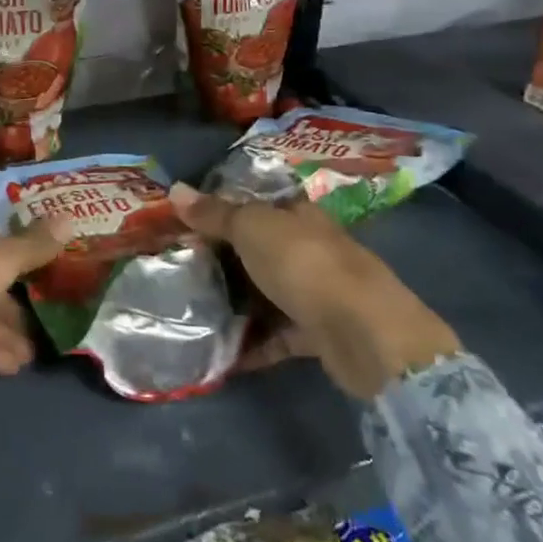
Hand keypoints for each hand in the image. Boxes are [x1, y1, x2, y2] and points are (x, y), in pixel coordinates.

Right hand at [168, 183, 459, 400]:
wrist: (367, 334)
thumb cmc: (304, 264)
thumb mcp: (251, 228)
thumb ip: (214, 213)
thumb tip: (175, 189)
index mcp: (298, 215)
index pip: (258, 203)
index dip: (223, 209)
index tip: (186, 222)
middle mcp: (310, 248)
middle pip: (260, 248)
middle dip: (224, 257)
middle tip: (179, 264)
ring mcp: (317, 292)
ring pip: (268, 292)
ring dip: (237, 301)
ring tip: (192, 308)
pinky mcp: (319, 334)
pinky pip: (277, 335)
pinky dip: (252, 343)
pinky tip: (220, 352)